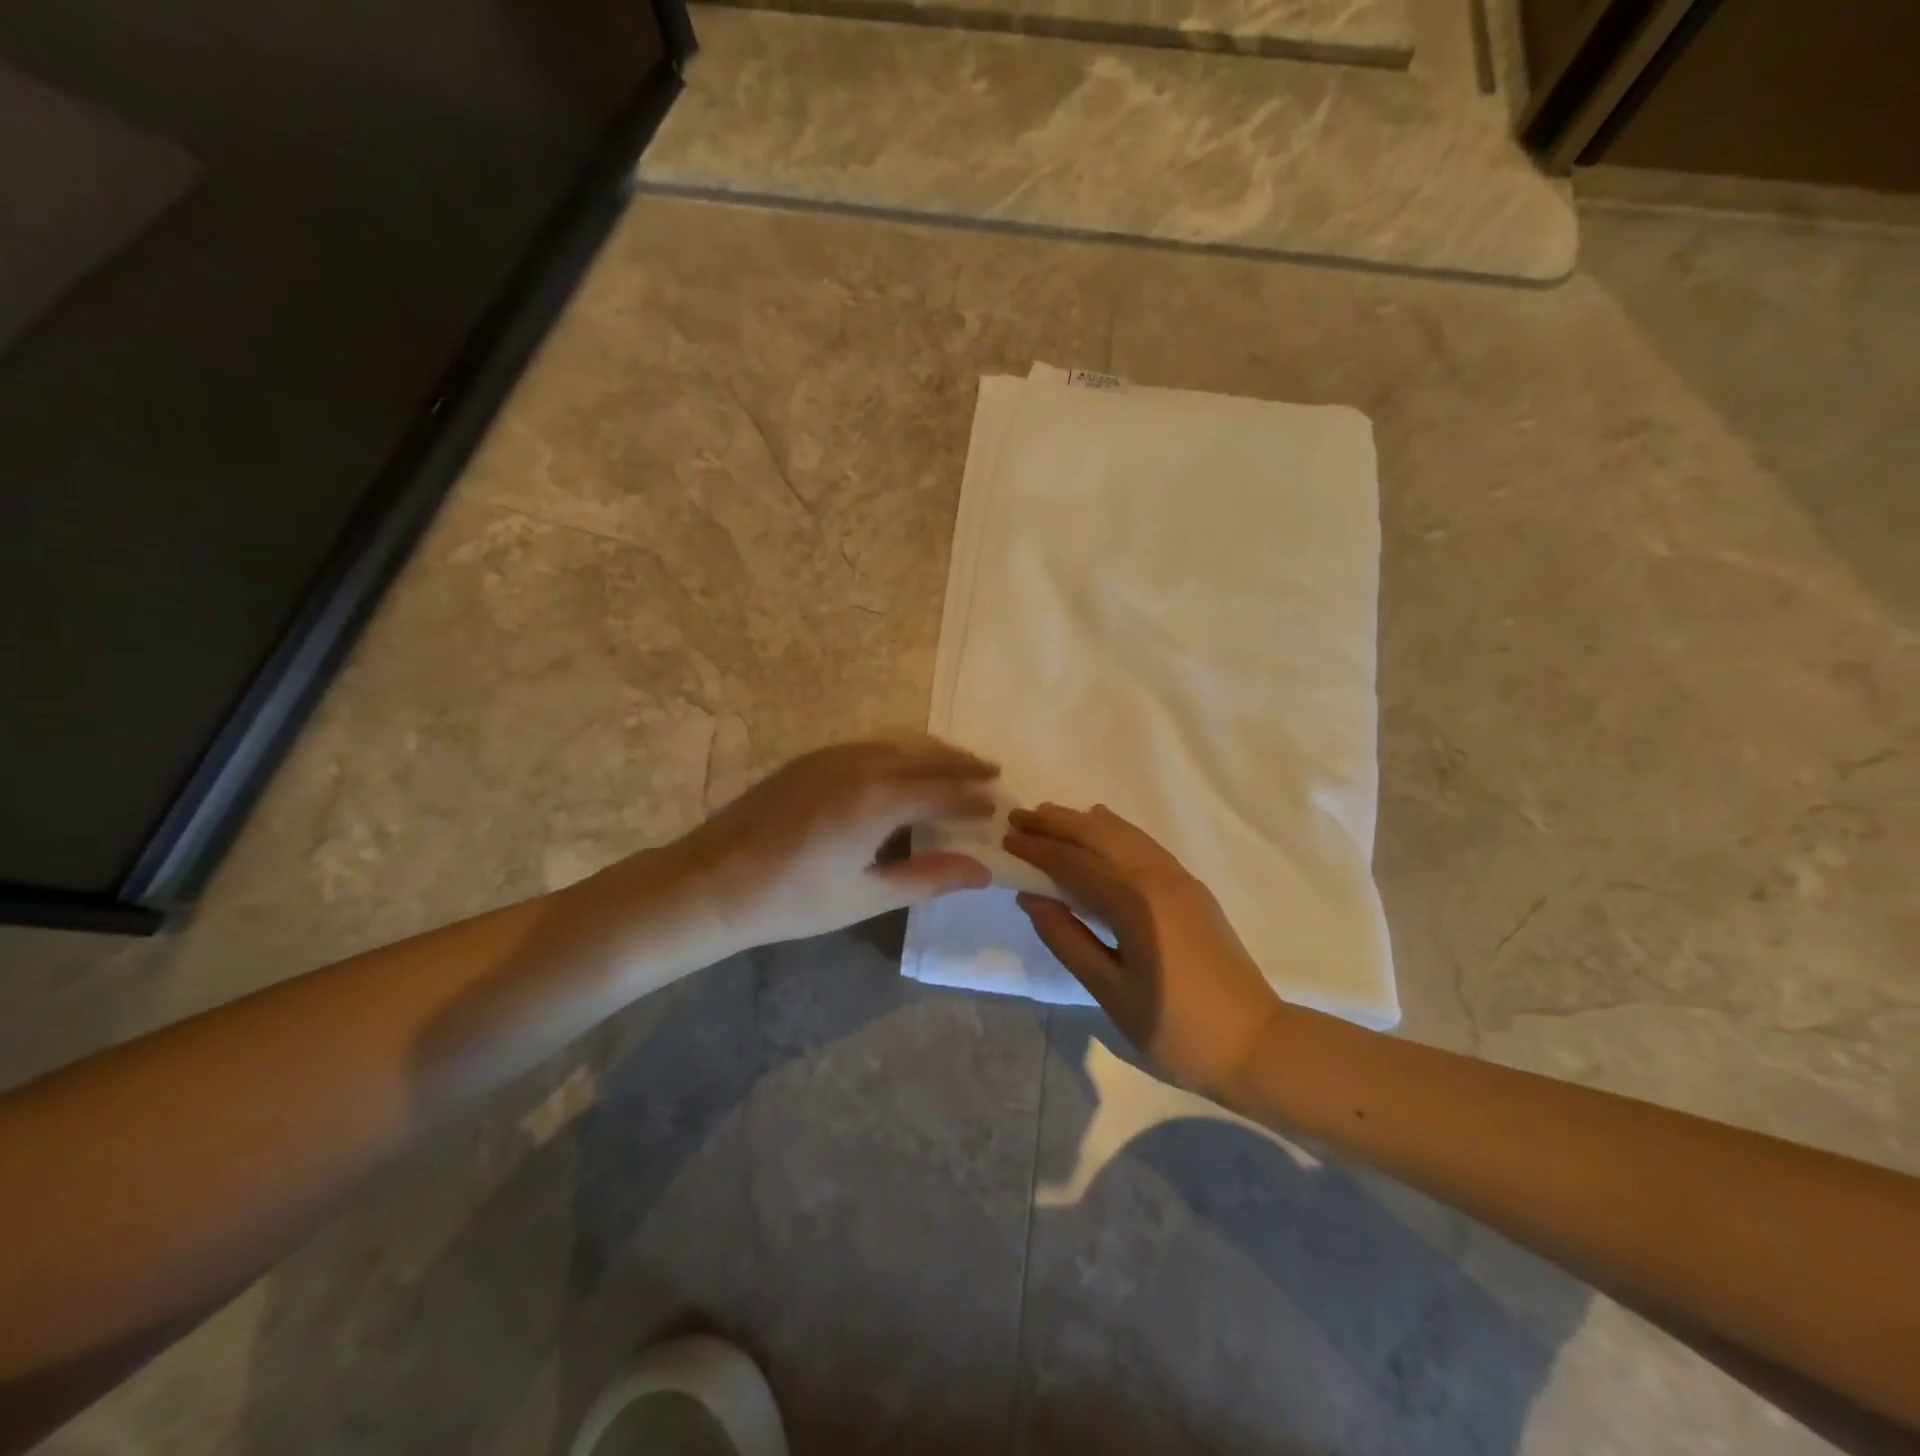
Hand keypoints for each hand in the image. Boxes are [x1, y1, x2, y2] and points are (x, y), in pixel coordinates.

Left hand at [669, 734, 997, 949]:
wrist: (712, 881)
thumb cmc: (792, 899)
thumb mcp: (867, 896)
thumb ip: (929, 878)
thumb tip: (984, 871)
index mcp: (878, 799)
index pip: (943, 791)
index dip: (974, 799)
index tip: (998, 806)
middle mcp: (861, 764)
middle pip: (926, 755)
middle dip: (963, 764)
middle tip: (993, 772)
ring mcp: (833, 755)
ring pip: (899, 742)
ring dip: (934, 752)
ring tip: (959, 765)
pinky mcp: (812, 758)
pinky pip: (872, 743)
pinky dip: (902, 750)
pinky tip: (906, 766)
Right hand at [1005, 803, 1285, 1102]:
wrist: (1256, 1043)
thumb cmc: (1176, 1029)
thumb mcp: (1111, 991)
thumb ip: (1068, 940)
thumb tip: (1032, 898)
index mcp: (1134, 902)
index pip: (1074, 864)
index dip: (1038, 850)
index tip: (1006, 839)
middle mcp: (1157, 877)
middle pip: (1098, 836)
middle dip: (1056, 823)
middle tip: (1019, 816)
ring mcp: (1179, 879)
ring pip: (1123, 834)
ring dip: (1084, 822)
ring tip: (1050, 815)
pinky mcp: (1191, 888)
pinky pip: (1144, 844)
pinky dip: (1115, 831)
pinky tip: (1102, 828)